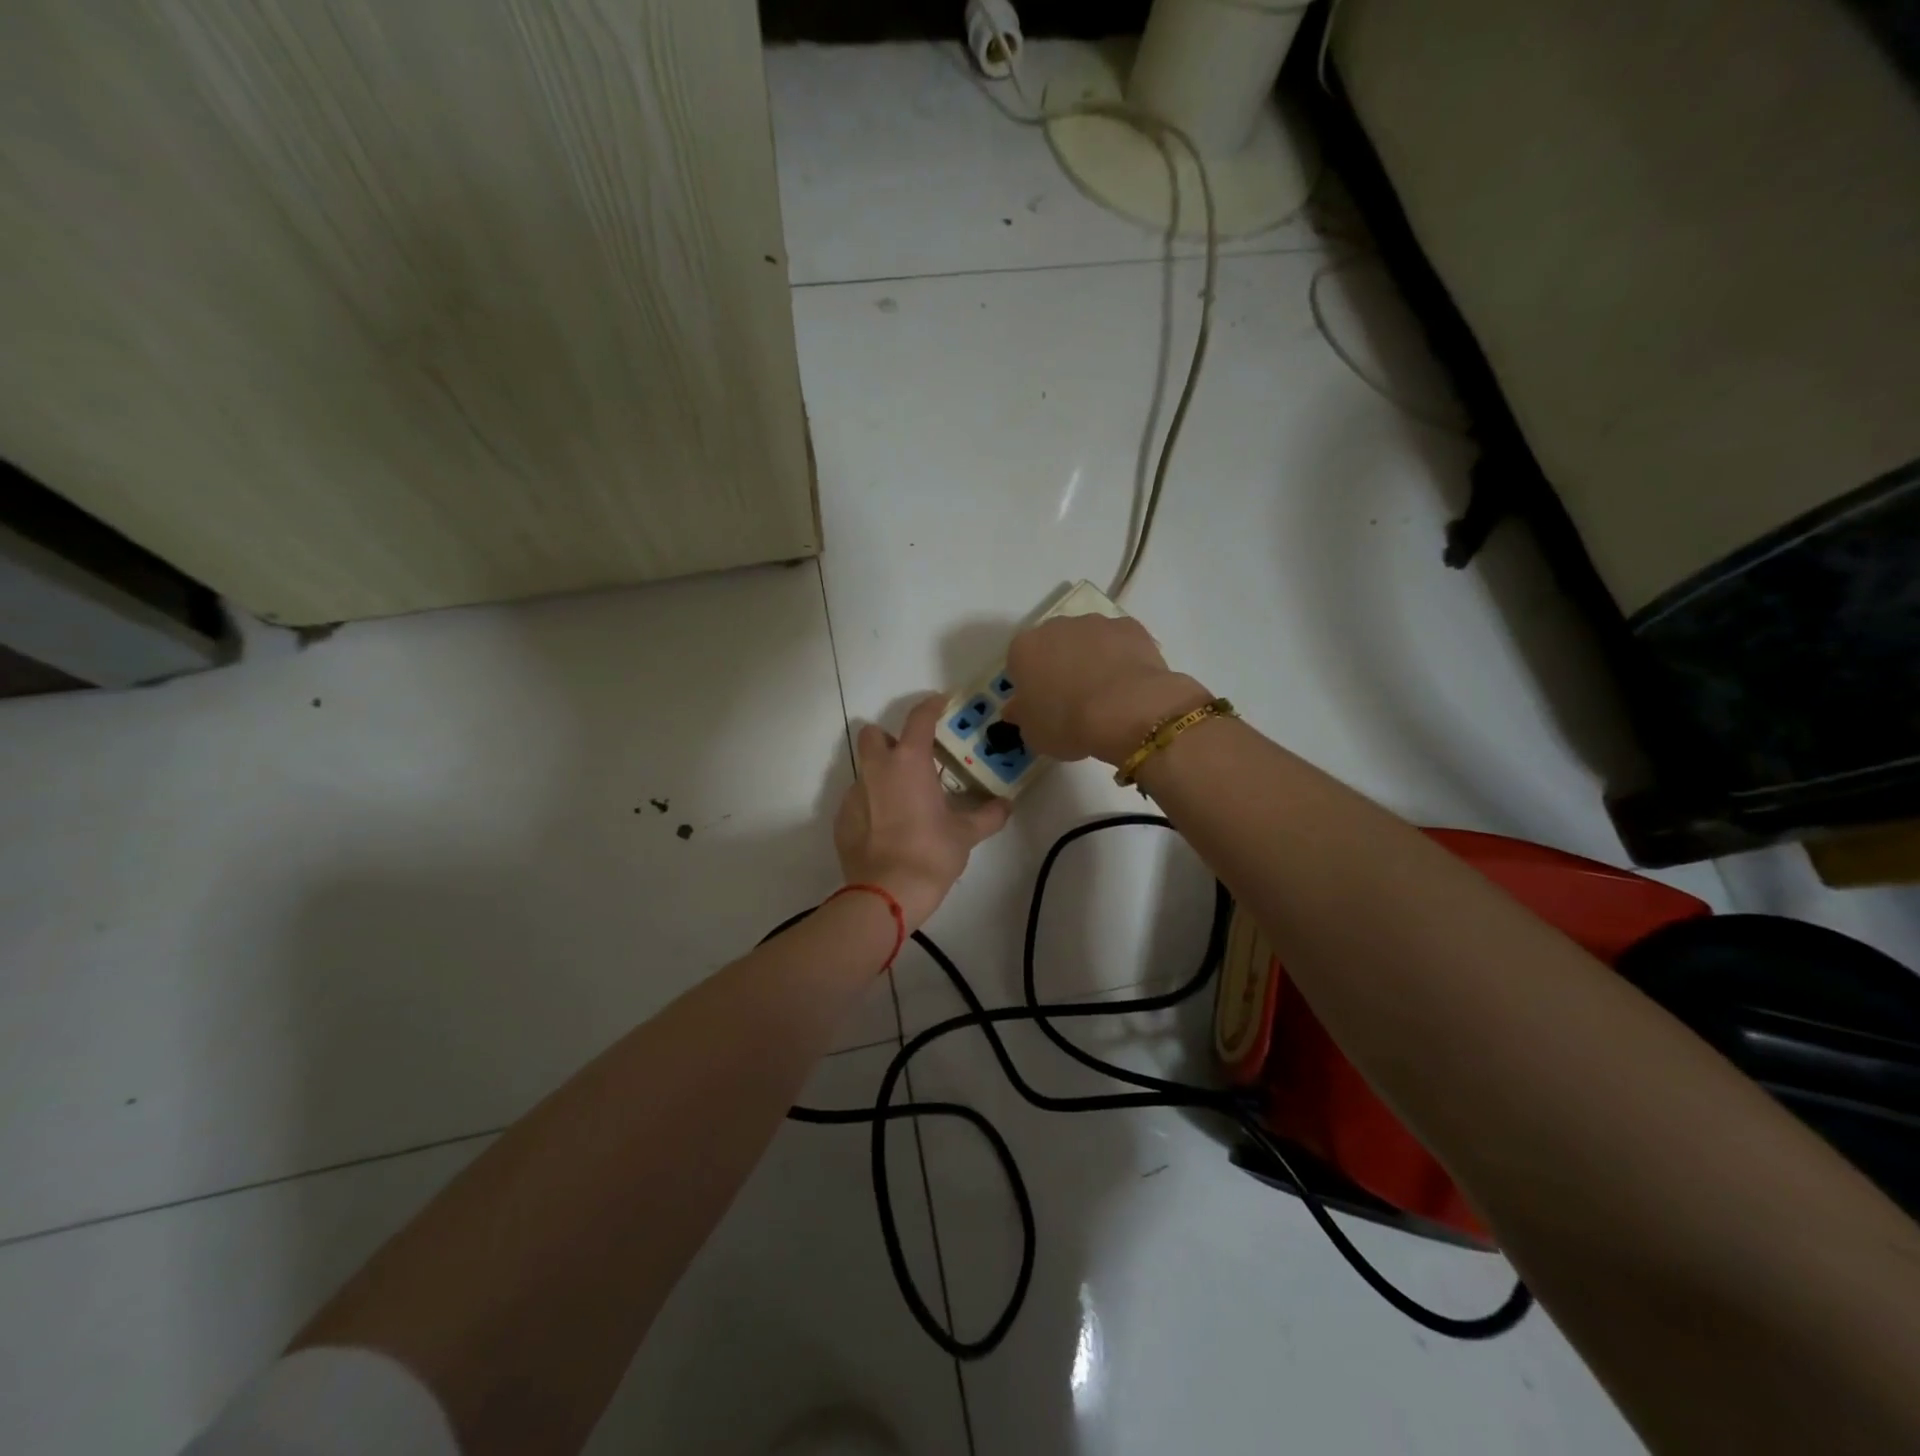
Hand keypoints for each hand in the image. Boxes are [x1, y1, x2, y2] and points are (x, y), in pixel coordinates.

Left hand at [835, 696, 1011, 930]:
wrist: (886, 894)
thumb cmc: (930, 853)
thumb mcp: (966, 835)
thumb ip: (988, 816)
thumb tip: (1005, 806)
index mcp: (908, 763)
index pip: (919, 719)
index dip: (931, 706)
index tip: (941, 702)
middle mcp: (876, 770)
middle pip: (873, 735)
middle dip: (889, 740)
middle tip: (911, 760)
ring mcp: (854, 794)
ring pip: (865, 771)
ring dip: (882, 777)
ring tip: (903, 803)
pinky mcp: (842, 820)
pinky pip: (857, 801)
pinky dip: (871, 806)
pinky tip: (887, 830)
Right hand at [1001, 616, 1210, 765]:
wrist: (1126, 711)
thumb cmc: (1067, 724)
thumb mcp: (1033, 733)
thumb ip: (1022, 715)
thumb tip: (1017, 708)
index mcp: (1024, 649)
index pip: (1019, 663)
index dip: (1030, 685)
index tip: (1041, 706)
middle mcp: (1056, 626)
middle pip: (1052, 644)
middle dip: (1059, 665)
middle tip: (1072, 699)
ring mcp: (1095, 623)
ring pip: (1087, 640)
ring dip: (1091, 658)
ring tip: (1105, 694)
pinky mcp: (1130, 626)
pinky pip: (1120, 641)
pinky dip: (1122, 656)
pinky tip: (1129, 683)